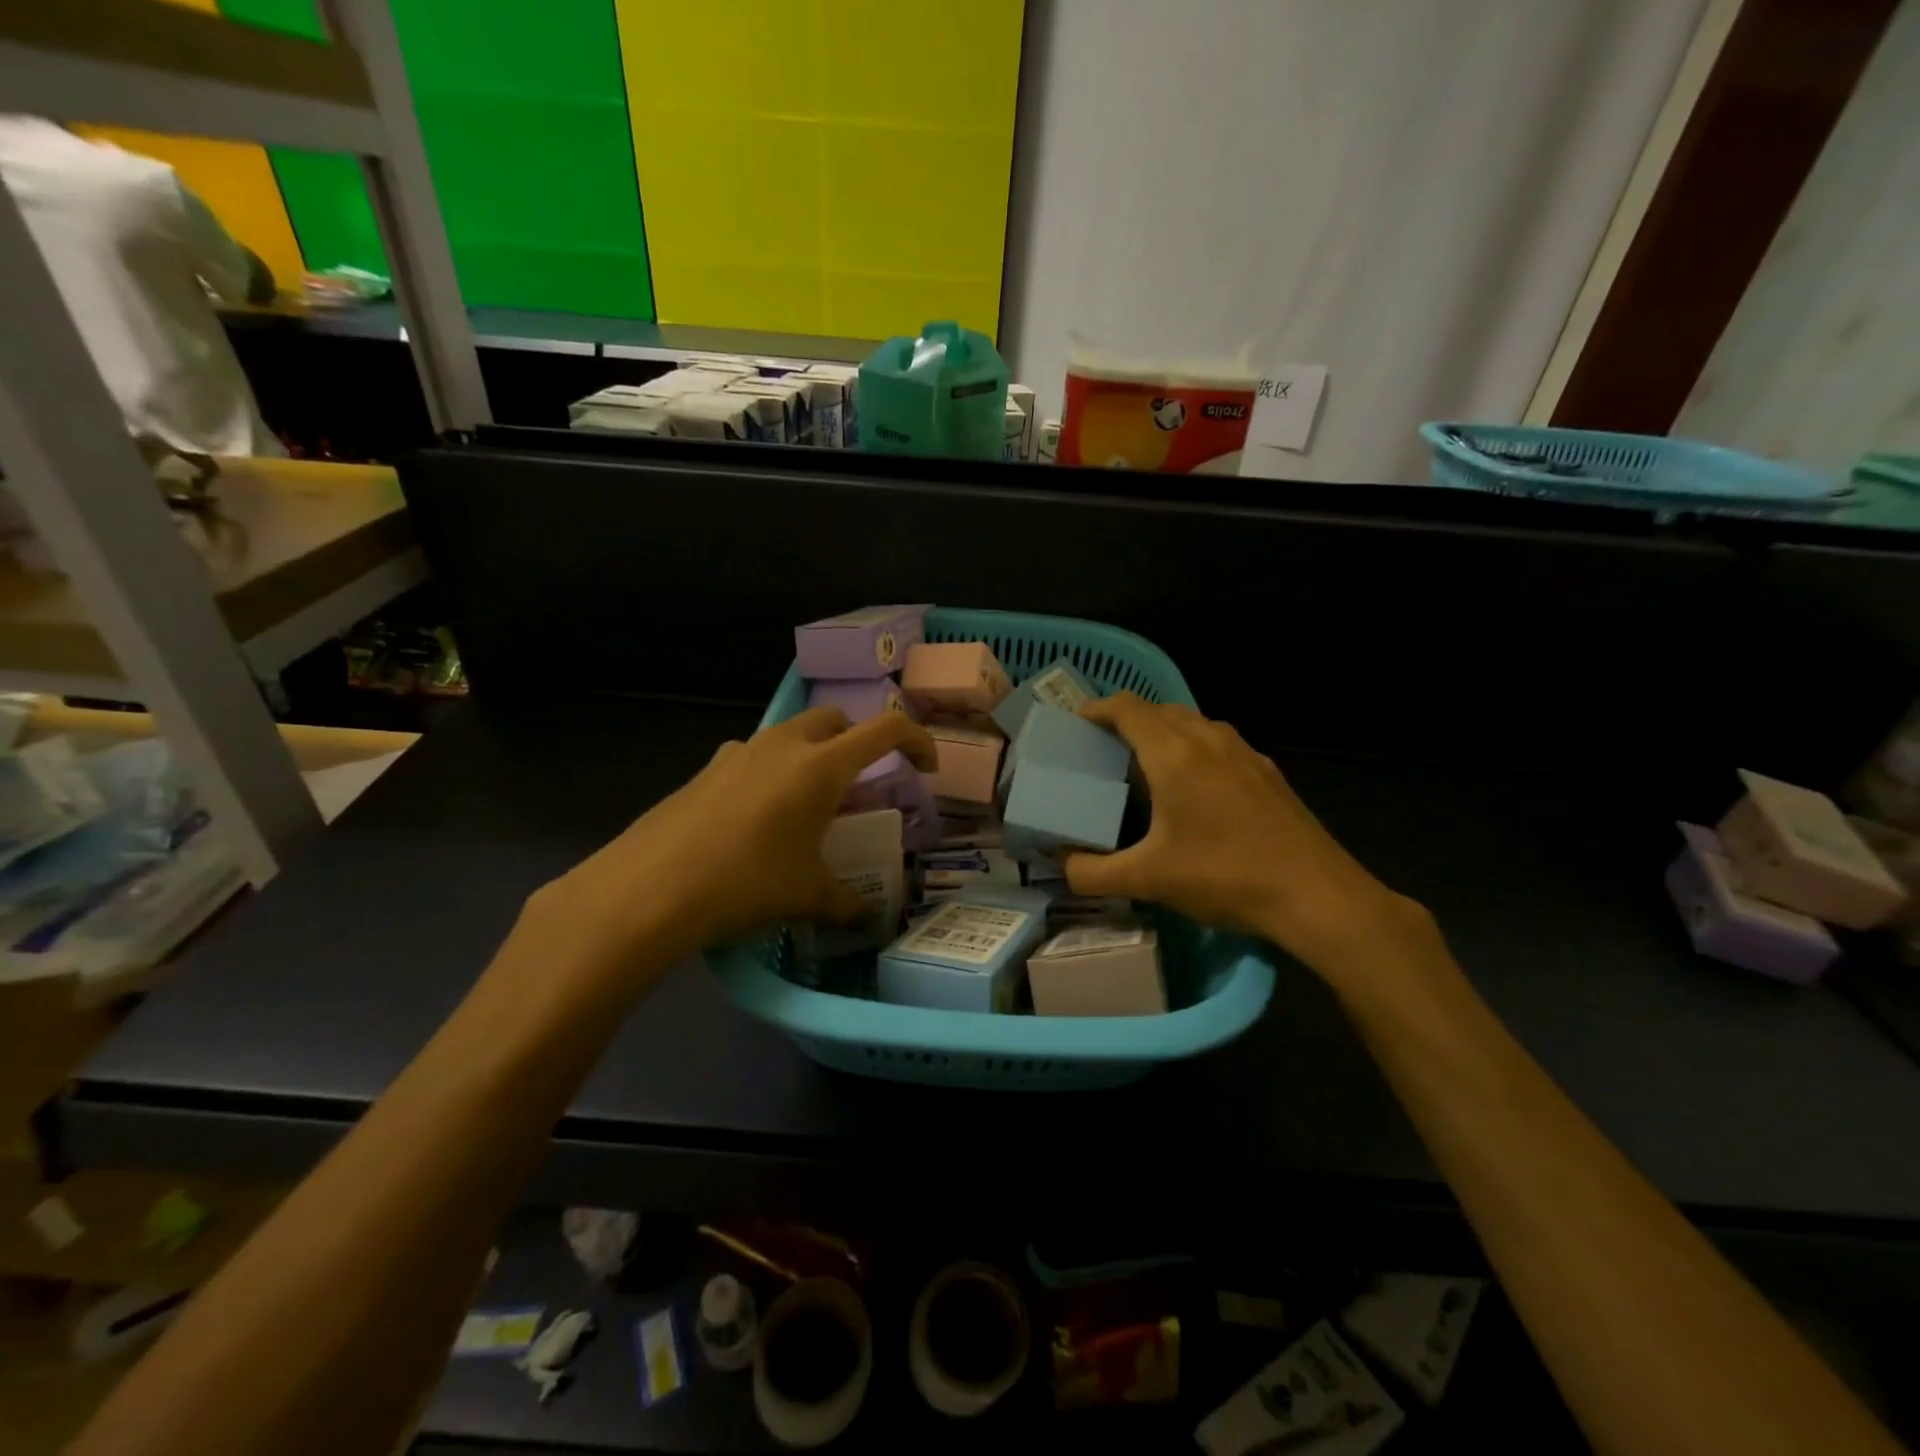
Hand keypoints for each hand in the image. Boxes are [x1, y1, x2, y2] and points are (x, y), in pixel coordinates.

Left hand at [526, 708, 935, 990]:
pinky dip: (772, 772)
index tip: (926, 767)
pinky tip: (758, 818)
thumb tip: (867, 919)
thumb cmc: (747, 883)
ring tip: (809, 803)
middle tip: (862, 784)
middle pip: (836, 720)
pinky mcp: (706, 769)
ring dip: (812, 754)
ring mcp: (739, 752)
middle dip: (858, 741)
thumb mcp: (807, 896)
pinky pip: (754, 756)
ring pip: (791, 735)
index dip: (917, 740)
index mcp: (822, 765)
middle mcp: (783, 745)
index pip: (886, 729)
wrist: (649, 889)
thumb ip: (846, 903)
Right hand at [1061, 694, 1436, 985]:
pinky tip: (1195, 787)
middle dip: (1127, 720)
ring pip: (1193, 723)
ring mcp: (1244, 753)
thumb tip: (1063, 866)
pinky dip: (1194, 748)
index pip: (1128, 708)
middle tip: (1104, 748)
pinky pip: (1219, 743)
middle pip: (1159, 710)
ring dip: (1163, 731)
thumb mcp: (1148, 880)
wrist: (1316, 894)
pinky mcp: (1267, 771)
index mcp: (1174, 755)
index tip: (1076, 724)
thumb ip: (1092, 873)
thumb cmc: (1225, 877)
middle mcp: (1208, 740)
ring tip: (1145, 763)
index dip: (1097, 708)